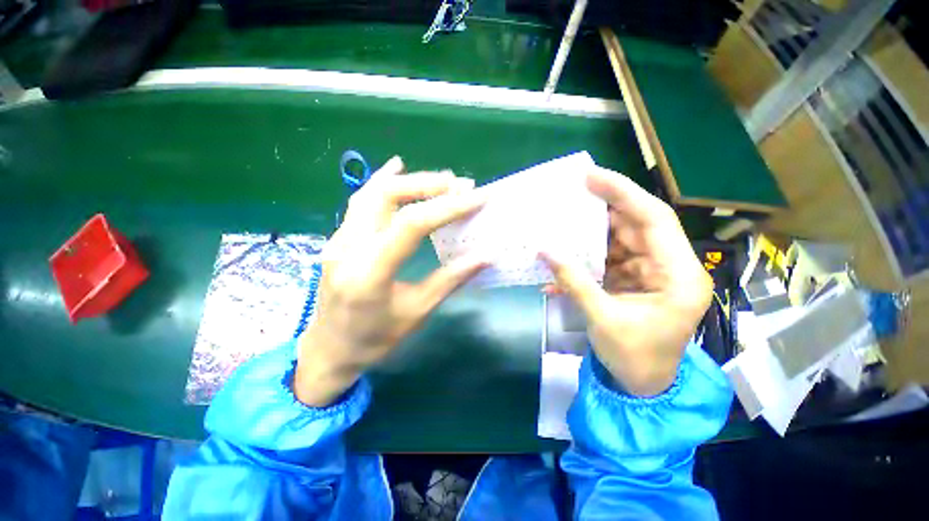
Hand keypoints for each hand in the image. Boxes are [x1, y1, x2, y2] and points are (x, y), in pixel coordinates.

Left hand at [294, 157, 487, 406]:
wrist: (328, 349)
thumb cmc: (374, 339)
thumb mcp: (416, 314)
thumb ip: (449, 281)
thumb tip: (484, 257)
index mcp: (369, 274)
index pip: (411, 225)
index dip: (448, 207)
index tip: (477, 197)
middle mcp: (347, 248)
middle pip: (386, 196)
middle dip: (428, 184)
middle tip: (460, 185)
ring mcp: (338, 239)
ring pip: (371, 193)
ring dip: (409, 181)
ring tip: (441, 180)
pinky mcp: (338, 238)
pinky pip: (360, 201)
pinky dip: (383, 181)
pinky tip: (397, 167)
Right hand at [541, 167, 711, 395]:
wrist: (643, 385)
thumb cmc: (634, 358)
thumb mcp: (602, 319)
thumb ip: (573, 281)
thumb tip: (543, 251)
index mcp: (678, 276)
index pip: (654, 219)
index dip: (623, 193)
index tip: (591, 176)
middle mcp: (670, 266)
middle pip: (636, 224)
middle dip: (603, 209)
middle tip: (571, 195)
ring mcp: (651, 272)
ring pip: (620, 240)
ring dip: (590, 234)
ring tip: (563, 223)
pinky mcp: (635, 279)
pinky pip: (610, 259)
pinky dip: (587, 258)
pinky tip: (565, 260)